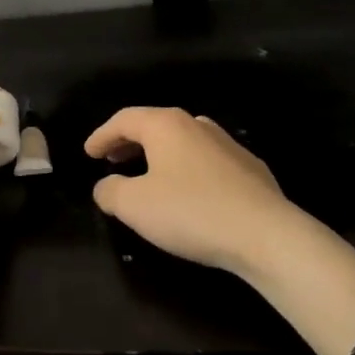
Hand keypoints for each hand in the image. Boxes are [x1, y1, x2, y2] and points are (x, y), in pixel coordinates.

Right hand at [85, 107, 299, 276]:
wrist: (266, 234)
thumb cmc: (191, 212)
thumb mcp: (135, 206)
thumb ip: (110, 192)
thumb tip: (105, 186)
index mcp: (166, 125)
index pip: (124, 119)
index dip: (102, 135)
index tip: (88, 153)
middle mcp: (197, 125)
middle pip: (154, 125)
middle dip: (129, 142)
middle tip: (111, 159)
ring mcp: (228, 145)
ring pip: (183, 141)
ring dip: (159, 154)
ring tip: (147, 174)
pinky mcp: (250, 169)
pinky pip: (206, 161)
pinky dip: (186, 169)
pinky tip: (188, 192)